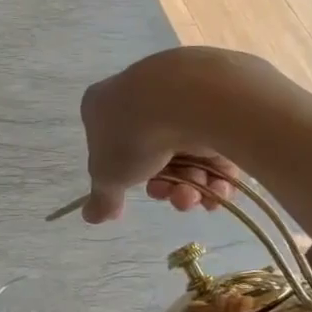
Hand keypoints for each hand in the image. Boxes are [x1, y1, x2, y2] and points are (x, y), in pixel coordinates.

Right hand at [78, 49, 263, 222]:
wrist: (189, 97)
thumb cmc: (133, 134)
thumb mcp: (108, 175)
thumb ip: (102, 197)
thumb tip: (91, 216)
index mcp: (105, 104)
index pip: (110, 143)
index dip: (124, 175)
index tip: (137, 191)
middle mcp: (142, 95)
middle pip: (152, 153)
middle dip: (166, 186)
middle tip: (176, 199)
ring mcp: (181, 95)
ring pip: (186, 152)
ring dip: (192, 185)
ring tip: (198, 197)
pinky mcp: (218, 100)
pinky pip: (216, 143)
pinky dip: (218, 171)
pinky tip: (220, 190)